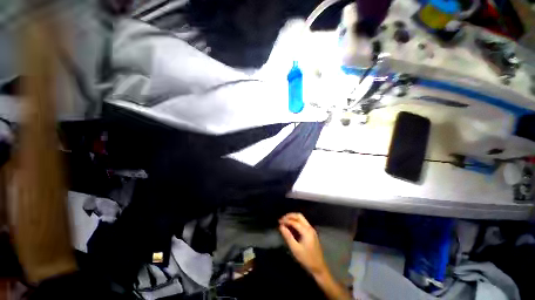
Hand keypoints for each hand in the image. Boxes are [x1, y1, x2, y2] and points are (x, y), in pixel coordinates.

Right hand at [279, 213, 327, 276]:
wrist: (319, 267)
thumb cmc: (306, 259)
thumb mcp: (295, 249)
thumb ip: (288, 236)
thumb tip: (281, 226)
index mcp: (306, 231)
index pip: (294, 221)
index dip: (286, 220)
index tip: (279, 222)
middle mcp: (309, 227)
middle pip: (299, 216)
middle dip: (290, 216)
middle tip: (282, 219)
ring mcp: (311, 229)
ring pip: (301, 218)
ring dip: (293, 218)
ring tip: (285, 221)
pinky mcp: (311, 232)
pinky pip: (303, 222)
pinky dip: (296, 221)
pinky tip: (291, 226)